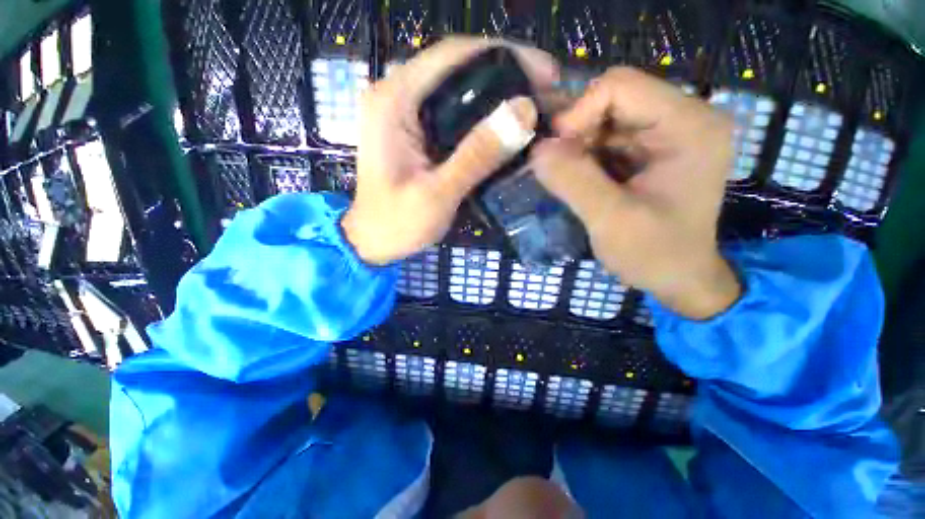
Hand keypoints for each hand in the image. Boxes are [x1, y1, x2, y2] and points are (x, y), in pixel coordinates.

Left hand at [342, 37, 557, 264]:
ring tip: (533, 108)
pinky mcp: (413, 129)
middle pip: (458, 66)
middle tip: (546, 94)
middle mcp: (395, 93)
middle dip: (506, 75)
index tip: (546, 74)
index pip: (453, 55)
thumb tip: (524, 111)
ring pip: (457, 87)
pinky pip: (452, 110)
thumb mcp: (438, 194)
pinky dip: (481, 115)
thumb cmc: (398, 224)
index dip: (505, 55)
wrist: (373, 240)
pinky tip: (504, 127)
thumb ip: (476, 155)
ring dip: (496, 95)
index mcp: (393, 100)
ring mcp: (403, 111)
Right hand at [531, 68, 739, 318]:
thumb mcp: (611, 220)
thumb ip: (573, 181)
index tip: (555, 154)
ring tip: (570, 181)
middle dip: (577, 135)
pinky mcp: (651, 150)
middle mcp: (683, 118)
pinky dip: (585, 158)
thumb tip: (536, 150)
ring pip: (605, 121)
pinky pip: (607, 140)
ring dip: (578, 149)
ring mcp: (667, 133)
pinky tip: (582, 182)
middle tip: (559, 172)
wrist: (678, 278)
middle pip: (612, 100)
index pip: (620, 87)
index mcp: (689, 125)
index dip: (578, 114)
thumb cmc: (655, 254)